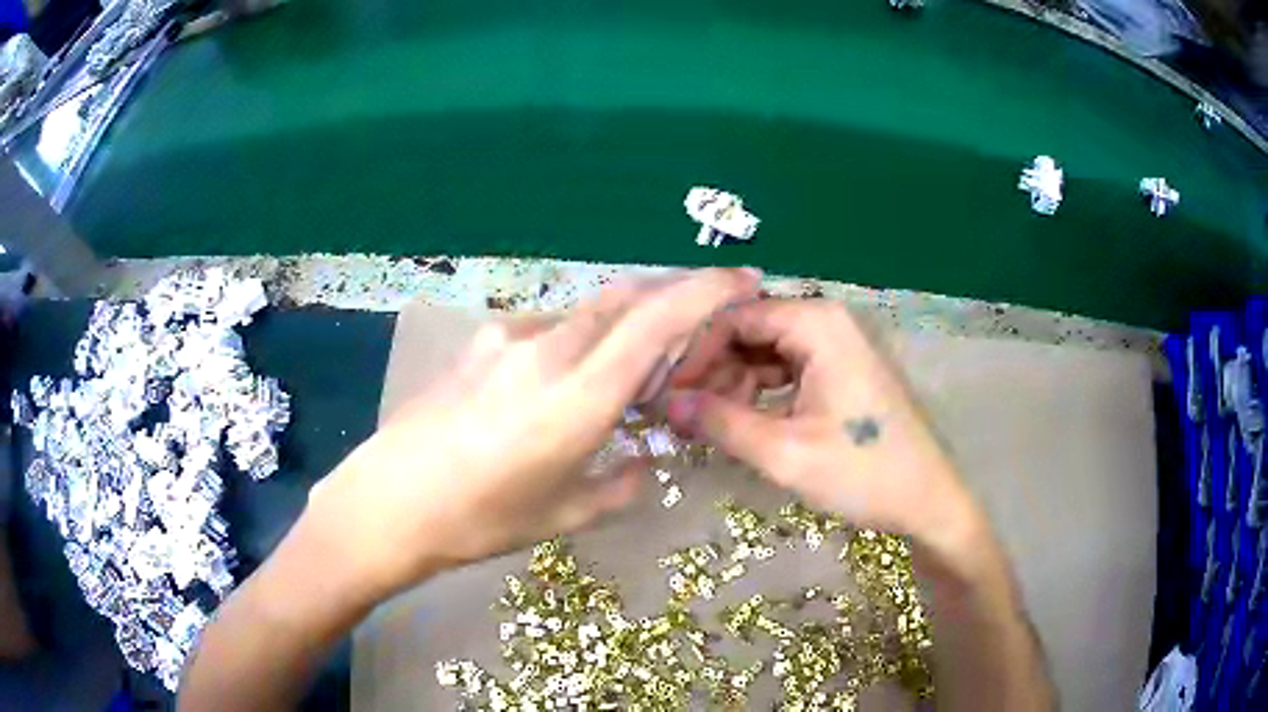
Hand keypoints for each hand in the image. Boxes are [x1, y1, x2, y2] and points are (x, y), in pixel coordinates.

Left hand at [299, 269, 761, 599]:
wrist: (387, 502)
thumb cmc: (478, 519)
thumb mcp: (562, 515)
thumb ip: (618, 486)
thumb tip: (643, 466)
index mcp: (578, 396)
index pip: (657, 320)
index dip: (706, 290)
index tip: (742, 278)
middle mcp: (548, 349)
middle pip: (625, 299)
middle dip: (670, 297)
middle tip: (695, 323)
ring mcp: (508, 339)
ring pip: (586, 313)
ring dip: (620, 325)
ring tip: (624, 369)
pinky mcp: (480, 344)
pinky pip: (546, 329)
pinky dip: (576, 341)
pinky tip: (562, 380)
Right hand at [666, 299, 981, 548]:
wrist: (928, 500)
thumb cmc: (863, 473)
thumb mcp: (785, 452)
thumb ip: (721, 423)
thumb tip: (667, 404)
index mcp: (817, 323)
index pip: (734, 317)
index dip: (696, 354)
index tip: (670, 395)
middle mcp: (828, 320)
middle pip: (750, 329)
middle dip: (715, 370)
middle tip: (687, 415)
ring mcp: (838, 343)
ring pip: (766, 350)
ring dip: (735, 383)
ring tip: (713, 425)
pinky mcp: (842, 368)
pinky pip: (788, 367)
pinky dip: (762, 391)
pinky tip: (746, 422)